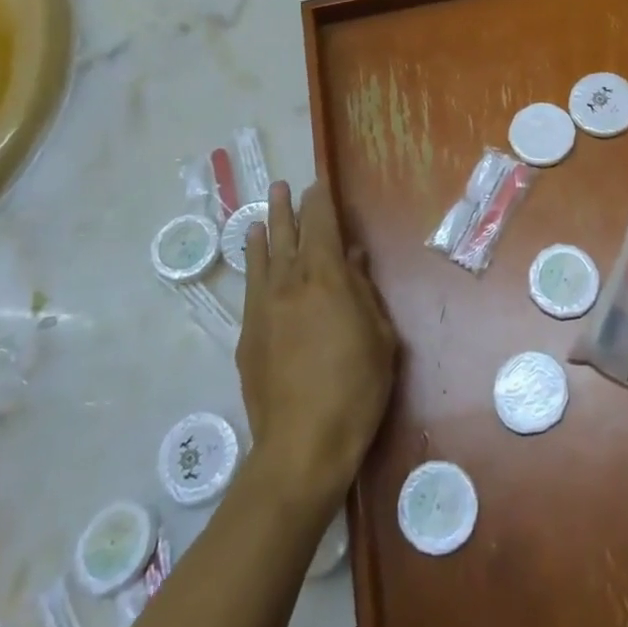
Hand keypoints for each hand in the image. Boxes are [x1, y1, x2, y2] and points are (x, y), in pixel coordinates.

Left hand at [238, 182, 397, 507]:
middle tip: (283, 186)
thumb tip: (352, 259)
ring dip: (262, 232)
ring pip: (261, 259)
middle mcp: (289, 284)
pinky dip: (252, 266)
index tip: (318, 184)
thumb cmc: (356, 387)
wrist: (302, 442)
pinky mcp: (248, 335)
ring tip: (259, 214)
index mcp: (325, 278)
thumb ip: (363, 291)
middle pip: (285, 235)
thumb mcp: (380, 335)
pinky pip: (250, 288)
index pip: (321, 226)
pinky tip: (253, 261)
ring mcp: (263, 309)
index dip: (320, 202)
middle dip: (286, 208)